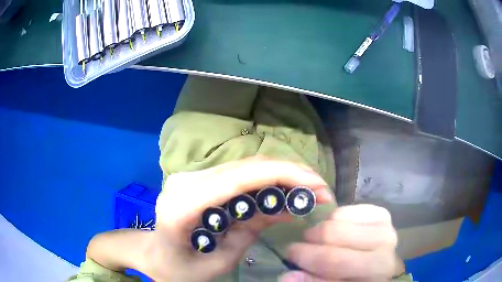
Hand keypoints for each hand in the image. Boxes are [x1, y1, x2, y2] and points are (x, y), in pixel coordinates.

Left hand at [138, 157, 334, 281]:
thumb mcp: (219, 262)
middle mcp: (185, 182)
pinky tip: (284, 191)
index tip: (316, 185)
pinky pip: (238, 174)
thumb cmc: (178, 269)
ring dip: (281, 174)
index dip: (282, 175)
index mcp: (183, 206)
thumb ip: (250, 232)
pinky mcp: (199, 179)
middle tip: (320, 189)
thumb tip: (286, 207)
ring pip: (245, 166)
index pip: (238, 179)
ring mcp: (190, 176)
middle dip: (290, 173)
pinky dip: (266, 180)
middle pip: (246, 166)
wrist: (151, 253)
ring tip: (308, 189)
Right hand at [279, 204, 402, 281]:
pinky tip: (337, 231)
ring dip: (321, 231)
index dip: (306, 258)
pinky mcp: (381, 214)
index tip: (289, 256)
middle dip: (310, 242)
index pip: (333, 261)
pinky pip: (345, 210)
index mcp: (375, 270)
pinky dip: (334, 220)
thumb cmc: (357, 280)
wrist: (380, 267)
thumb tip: (287, 276)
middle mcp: (384, 245)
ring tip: (320, 242)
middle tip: (302, 248)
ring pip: (337, 220)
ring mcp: (384, 227)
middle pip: (333, 234)